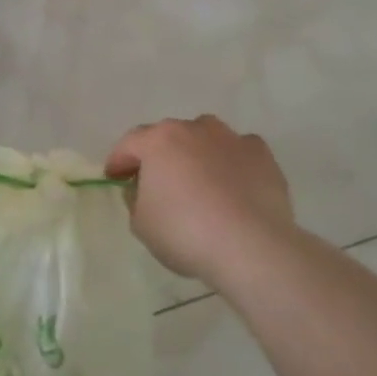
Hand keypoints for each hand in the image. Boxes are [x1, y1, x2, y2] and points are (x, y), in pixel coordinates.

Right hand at [105, 115, 294, 282]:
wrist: (251, 246)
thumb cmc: (185, 232)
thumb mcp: (141, 223)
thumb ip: (135, 199)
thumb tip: (142, 188)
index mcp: (159, 141)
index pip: (129, 143)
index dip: (119, 161)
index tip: (114, 178)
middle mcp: (194, 129)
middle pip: (168, 136)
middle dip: (158, 155)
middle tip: (154, 182)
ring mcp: (231, 139)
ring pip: (205, 137)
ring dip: (195, 153)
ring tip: (197, 180)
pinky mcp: (262, 155)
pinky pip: (237, 152)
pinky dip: (230, 162)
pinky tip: (231, 185)